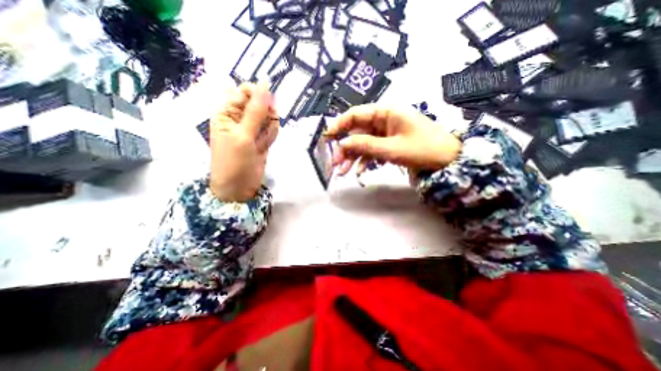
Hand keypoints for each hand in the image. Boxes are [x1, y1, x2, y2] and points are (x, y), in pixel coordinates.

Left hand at [209, 83, 275, 202]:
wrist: (239, 187)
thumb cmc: (234, 161)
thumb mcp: (243, 135)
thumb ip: (256, 111)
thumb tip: (265, 85)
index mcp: (227, 111)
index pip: (245, 91)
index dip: (259, 95)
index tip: (267, 107)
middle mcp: (240, 117)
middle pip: (261, 103)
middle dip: (266, 115)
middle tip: (263, 129)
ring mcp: (253, 128)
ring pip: (269, 117)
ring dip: (269, 129)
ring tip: (261, 142)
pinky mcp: (262, 138)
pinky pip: (272, 129)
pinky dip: (271, 137)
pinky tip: (264, 147)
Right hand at [325, 104, 459, 175]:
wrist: (448, 161)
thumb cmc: (424, 149)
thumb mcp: (393, 149)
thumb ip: (366, 145)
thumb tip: (343, 143)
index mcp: (386, 113)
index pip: (356, 114)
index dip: (339, 125)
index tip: (327, 137)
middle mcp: (383, 120)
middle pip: (357, 132)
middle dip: (345, 148)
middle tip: (335, 164)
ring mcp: (385, 134)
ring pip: (362, 143)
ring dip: (352, 157)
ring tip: (343, 172)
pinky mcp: (388, 145)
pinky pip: (372, 151)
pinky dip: (364, 161)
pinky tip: (359, 172)